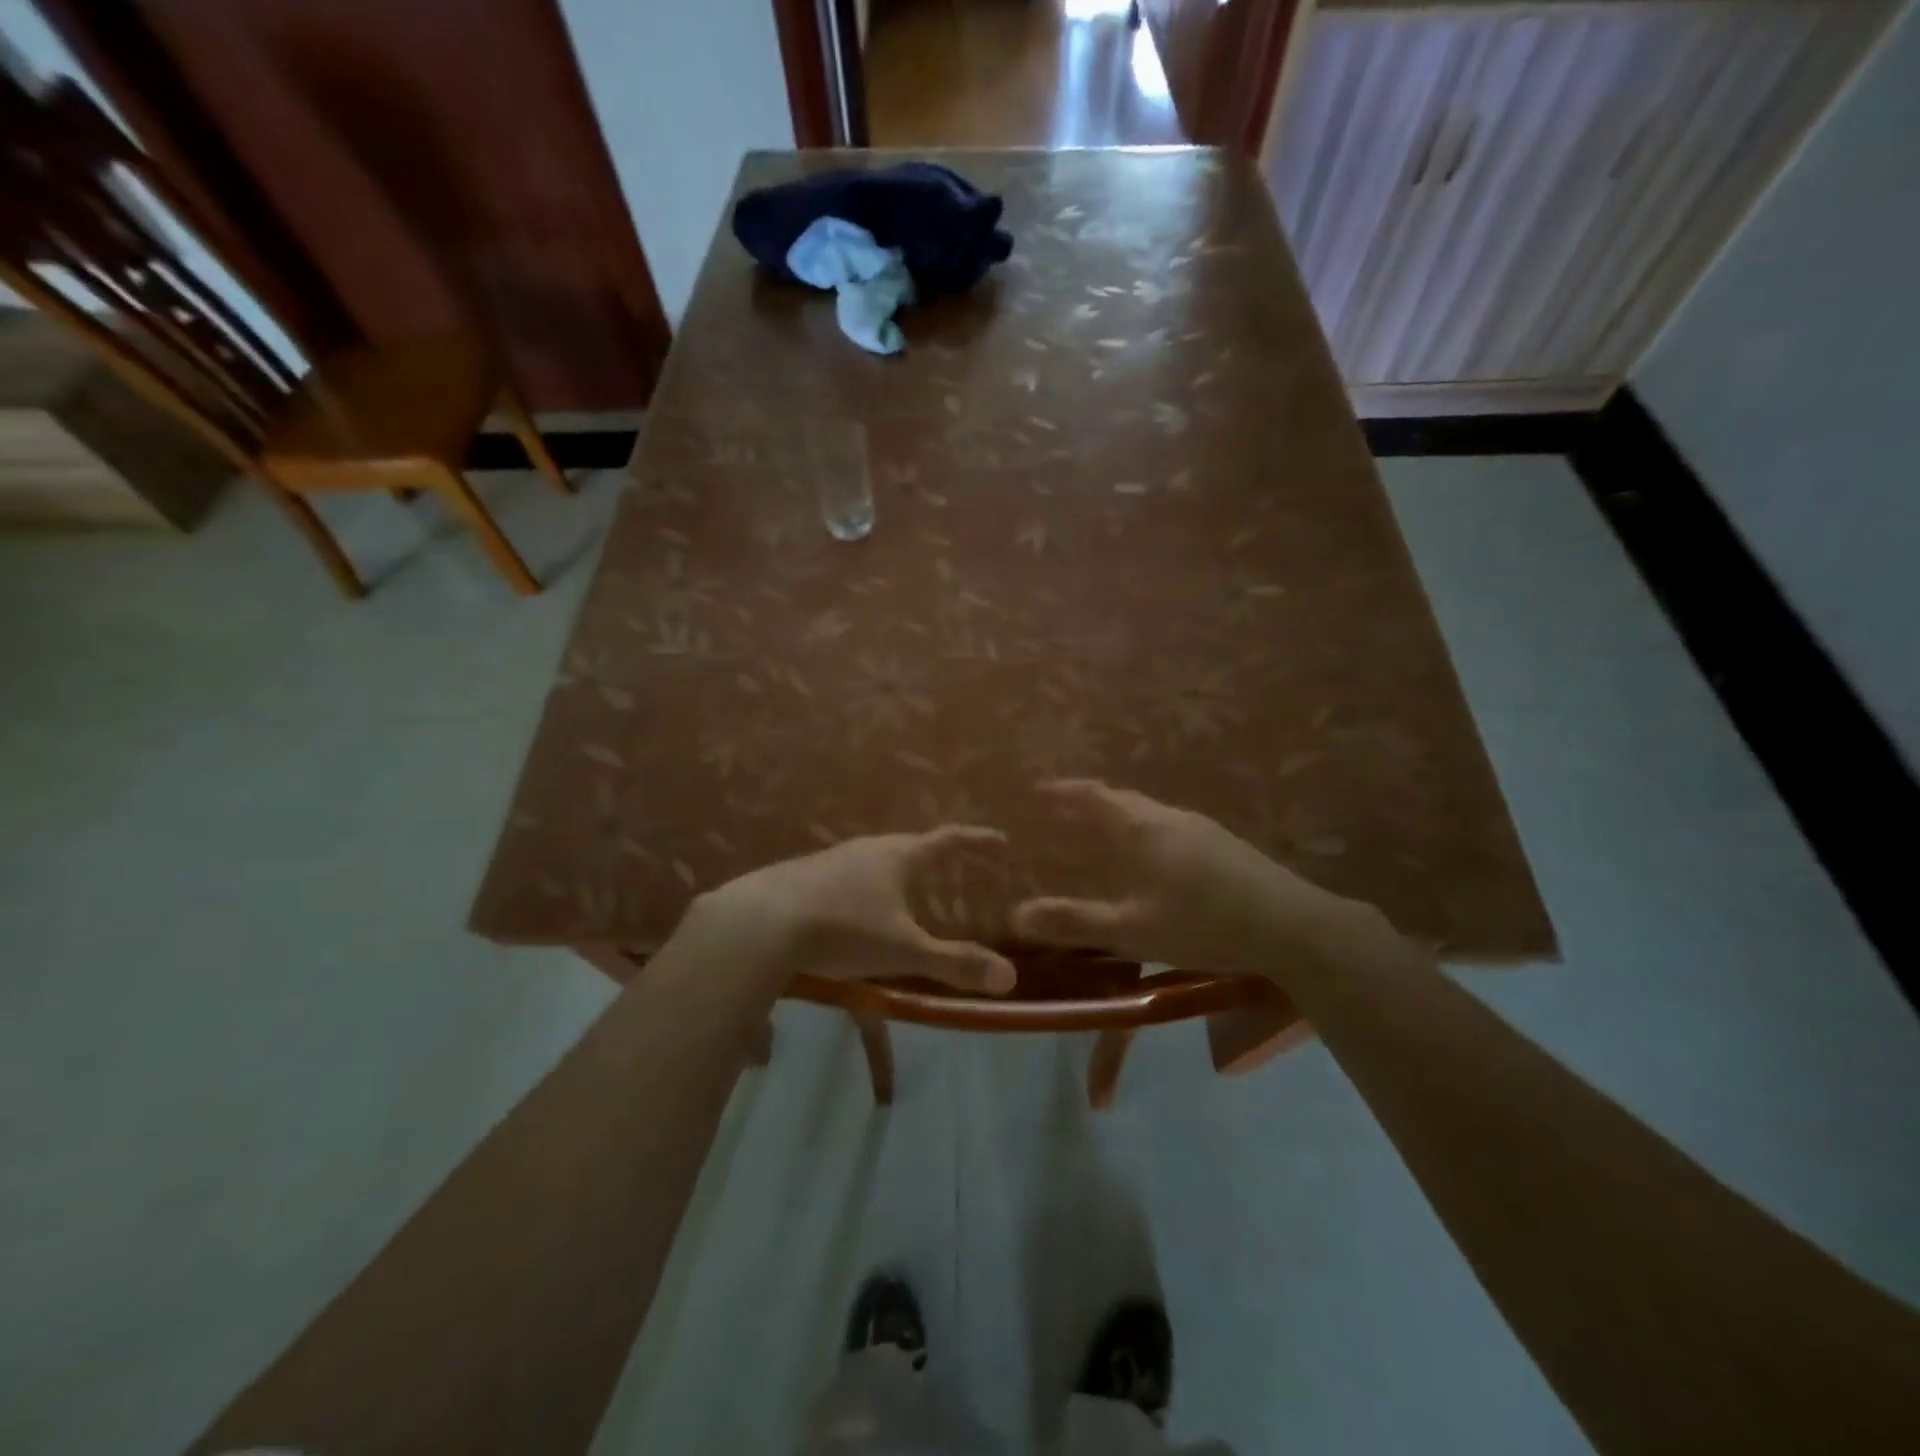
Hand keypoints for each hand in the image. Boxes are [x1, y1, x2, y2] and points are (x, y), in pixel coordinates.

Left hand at [694, 826, 1017, 994]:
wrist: (760, 922)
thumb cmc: (843, 928)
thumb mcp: (904, 951)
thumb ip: (955, 963)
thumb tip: (1009, 977)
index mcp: (900, 856)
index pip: (949, 840)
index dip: (977, 840)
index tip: (1000, 840)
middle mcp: (869, 848)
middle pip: (912, 846)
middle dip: (936, 858)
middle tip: (956, 872)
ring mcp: (834, 858)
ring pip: (877, 860)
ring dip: (899, 872)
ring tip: (910, 893)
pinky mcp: (806, 874)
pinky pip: (850, 874)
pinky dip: (868, 887)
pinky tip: (859, 909)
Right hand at [1010, 780, 1384, 980]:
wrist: (1291, 926)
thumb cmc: (1201, 922)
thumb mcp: (1131, 929)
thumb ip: (1074, 921)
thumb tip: (1016, 916)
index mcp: (1142, 828)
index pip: (1094, 796)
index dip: (1065, 791)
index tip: (1040, 790)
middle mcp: (1170, 817)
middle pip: (1122, 800)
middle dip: (1089, 803)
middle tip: (1065, 815)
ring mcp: (1202, 828)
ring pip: (1149, 813)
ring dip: (1120, 818)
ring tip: (1103, 838)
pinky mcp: (1225, 845)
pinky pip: (1170, 827)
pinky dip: (1146, 833)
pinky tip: (1154, 862)